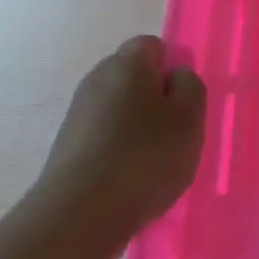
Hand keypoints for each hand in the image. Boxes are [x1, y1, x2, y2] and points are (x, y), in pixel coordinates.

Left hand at [29, 36, 205, 238]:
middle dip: (156, 98)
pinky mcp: (68, 146)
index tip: (186, 100)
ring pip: (120, 108)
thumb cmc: (146, 156)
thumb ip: (189, 86)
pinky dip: (120, 149)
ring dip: (139, 127)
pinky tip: (132, 178)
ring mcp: (78, 113)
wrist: (81, 212)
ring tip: (156, 161)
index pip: (152, 45)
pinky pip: (105, 136)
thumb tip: (175, 76)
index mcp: (127, 63)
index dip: (172, 67)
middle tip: (177, 131)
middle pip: (134, 77)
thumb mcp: (189, 117)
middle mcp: (97, 79)